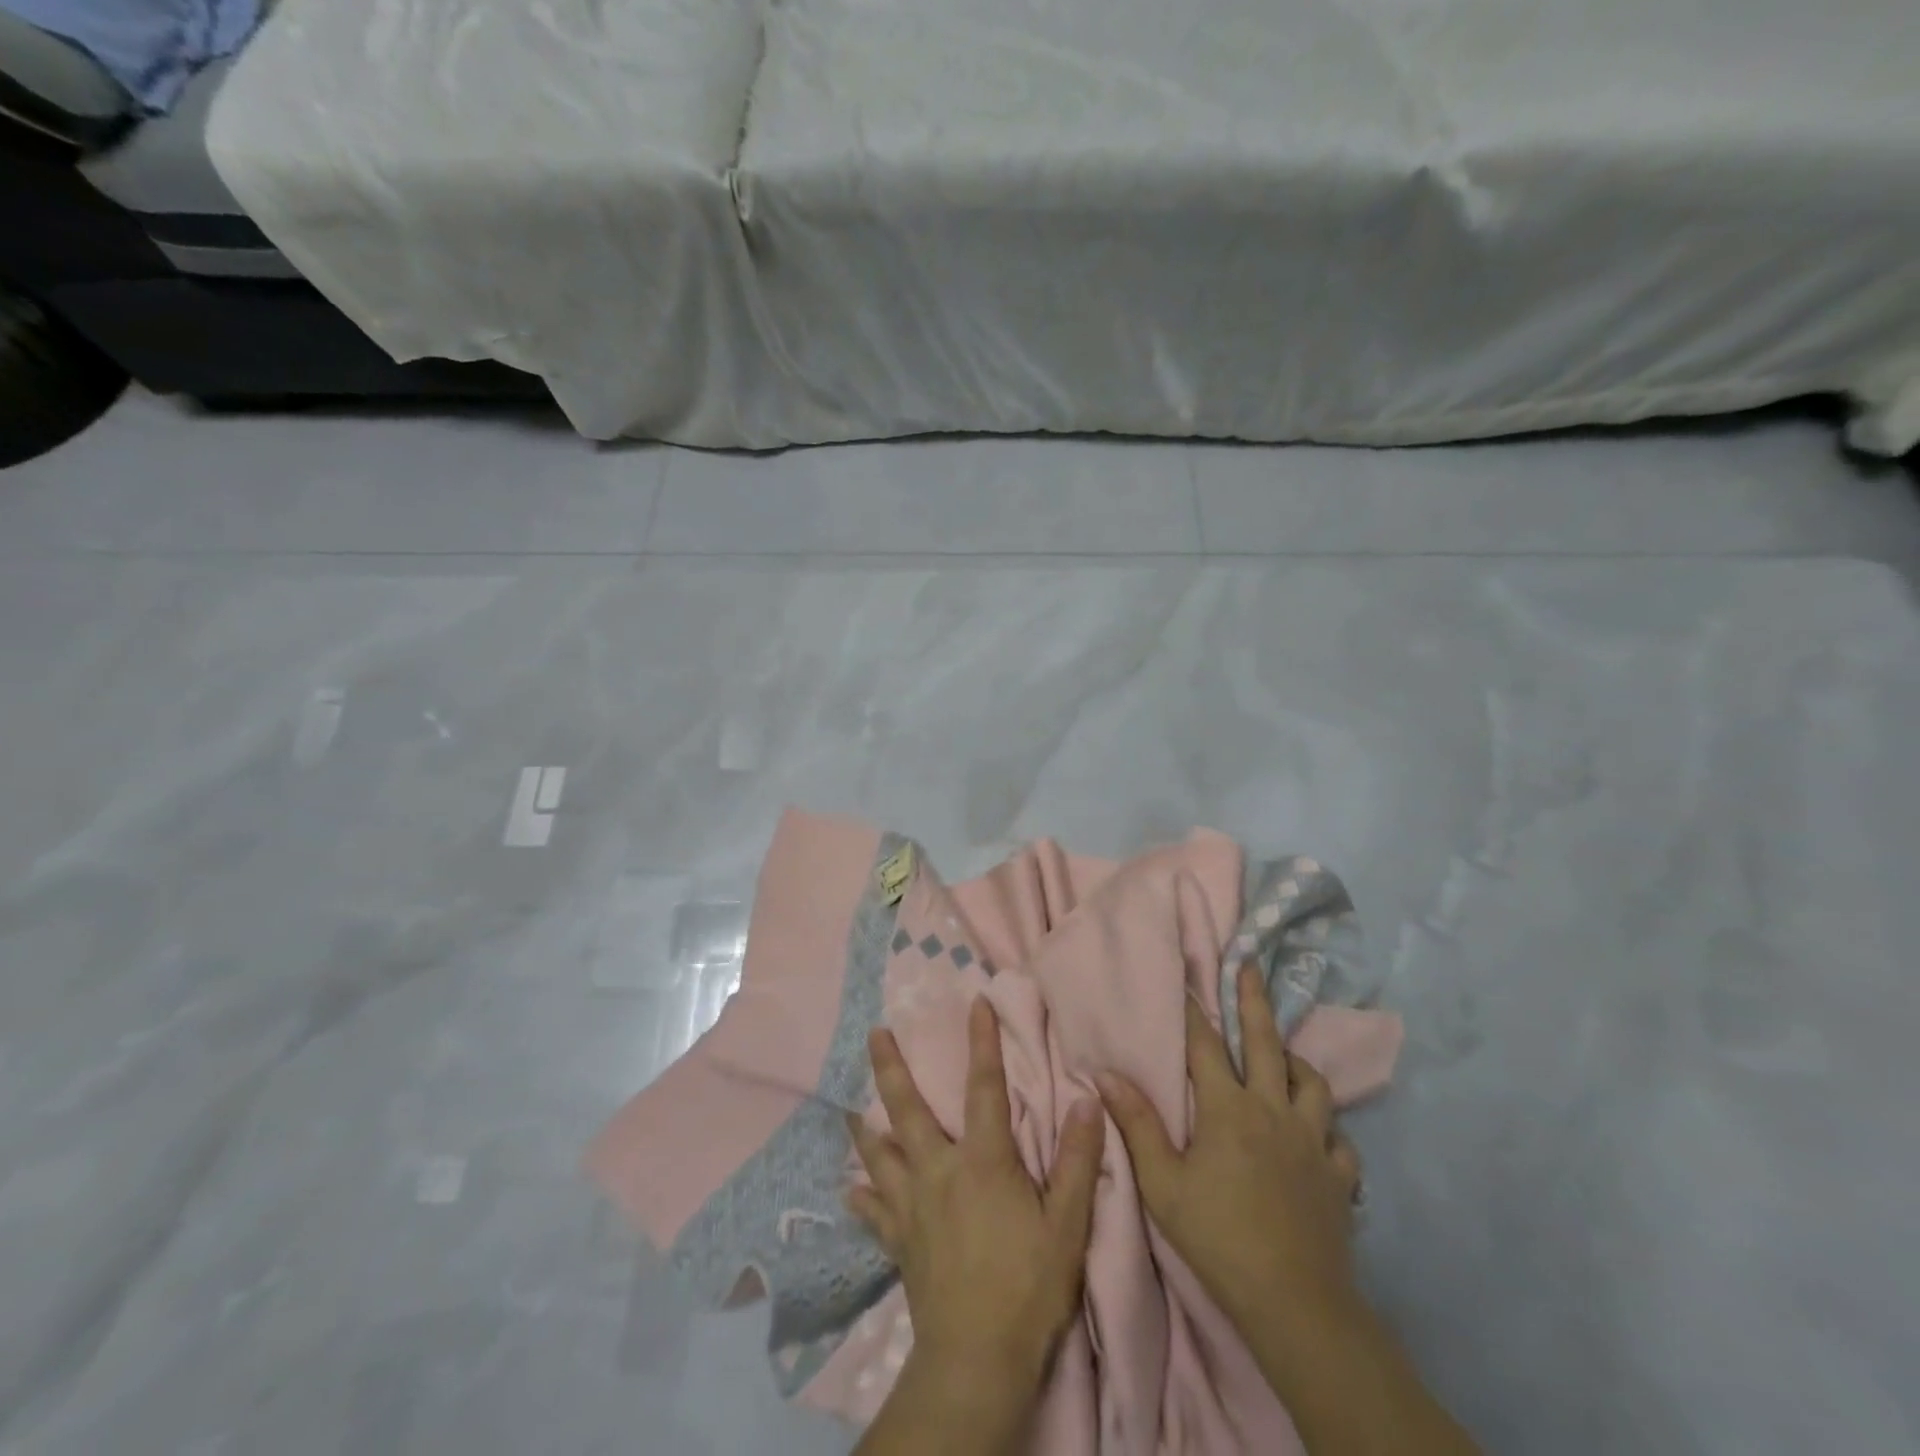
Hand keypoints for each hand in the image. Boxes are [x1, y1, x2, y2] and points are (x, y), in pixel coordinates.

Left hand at [846, 996, 1106, 1390]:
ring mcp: (912, 1206)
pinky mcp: (899, 1242)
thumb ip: (1077, 1161)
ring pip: (880, 1154)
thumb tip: (1087, 1102)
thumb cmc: (1028, 1286)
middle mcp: (939, 1171)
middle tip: (874, 1033)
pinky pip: (874, 1213)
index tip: (974, 1001)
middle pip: (908, 1110)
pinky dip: (863, 1198)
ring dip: (865, 1127)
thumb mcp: (1067, 1224)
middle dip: (891, 1067)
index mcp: (982, 1160)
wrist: (977, 1359)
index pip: (985, 1086)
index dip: (982, 1041)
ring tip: (849, 1106)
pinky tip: (851, 1191)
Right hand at [1097, 964, 1363, 1328]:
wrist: (1293, 1302)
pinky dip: (1327, 1129)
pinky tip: (1318, 1136)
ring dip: (1296, 1063)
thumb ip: (1137, 1124)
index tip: (1185, 976)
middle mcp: (1273, 1111)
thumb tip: (1106, 1074)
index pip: (1205, 1045)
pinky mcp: (1338, 1176)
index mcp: (1228, 1108)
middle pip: (1266, 1043)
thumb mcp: (1162, 1183)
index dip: (1192, 1010)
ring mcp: (1312, 1142)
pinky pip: (1340, 1140)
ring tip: (1284, 1056)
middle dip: (1255, 1001)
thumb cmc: (1218, 1237)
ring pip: (1312, 1084)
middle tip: (1251, 967)